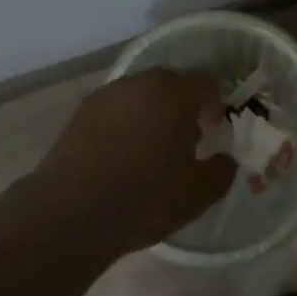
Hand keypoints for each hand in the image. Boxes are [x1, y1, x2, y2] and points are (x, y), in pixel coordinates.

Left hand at [30, 68, 236, 256]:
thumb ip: (221, 172)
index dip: (214, 103)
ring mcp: (108, 94)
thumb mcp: (197, 195)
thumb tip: (225, 160)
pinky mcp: (82, 111)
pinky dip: (124, 121)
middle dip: (182, 104)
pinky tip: (121, 153)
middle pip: (171, 82)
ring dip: (152, 110)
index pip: (204, 82)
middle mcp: (141, 83)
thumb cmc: (144, 199)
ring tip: (151, 147)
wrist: (71, 213)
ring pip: (140, 93)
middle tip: (185, 137)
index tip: (213, 128)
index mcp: (174, 94)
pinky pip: (115, 107)